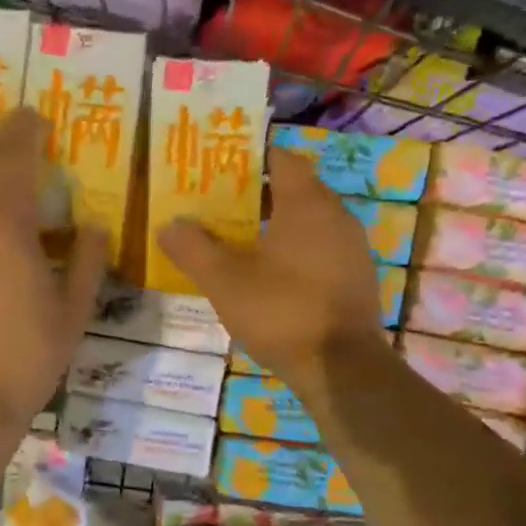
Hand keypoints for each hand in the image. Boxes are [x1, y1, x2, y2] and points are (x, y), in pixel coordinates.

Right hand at [156, 146, 381, 387]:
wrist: (341, 367)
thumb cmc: (281, 311)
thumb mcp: (223, 280)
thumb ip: (192, 248)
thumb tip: (169, 224)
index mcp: (307, 203)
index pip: (282, 159)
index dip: (250, 157)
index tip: (220, 165)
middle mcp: (336, 216)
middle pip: (296, 189)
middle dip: (259, 192)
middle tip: (220, 204)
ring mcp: (352, 249)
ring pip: (310, 222)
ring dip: (277, 224)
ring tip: (239, 239)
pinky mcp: (356, 279)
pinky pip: (321, 250)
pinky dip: (296, 251)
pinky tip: (271, 275)